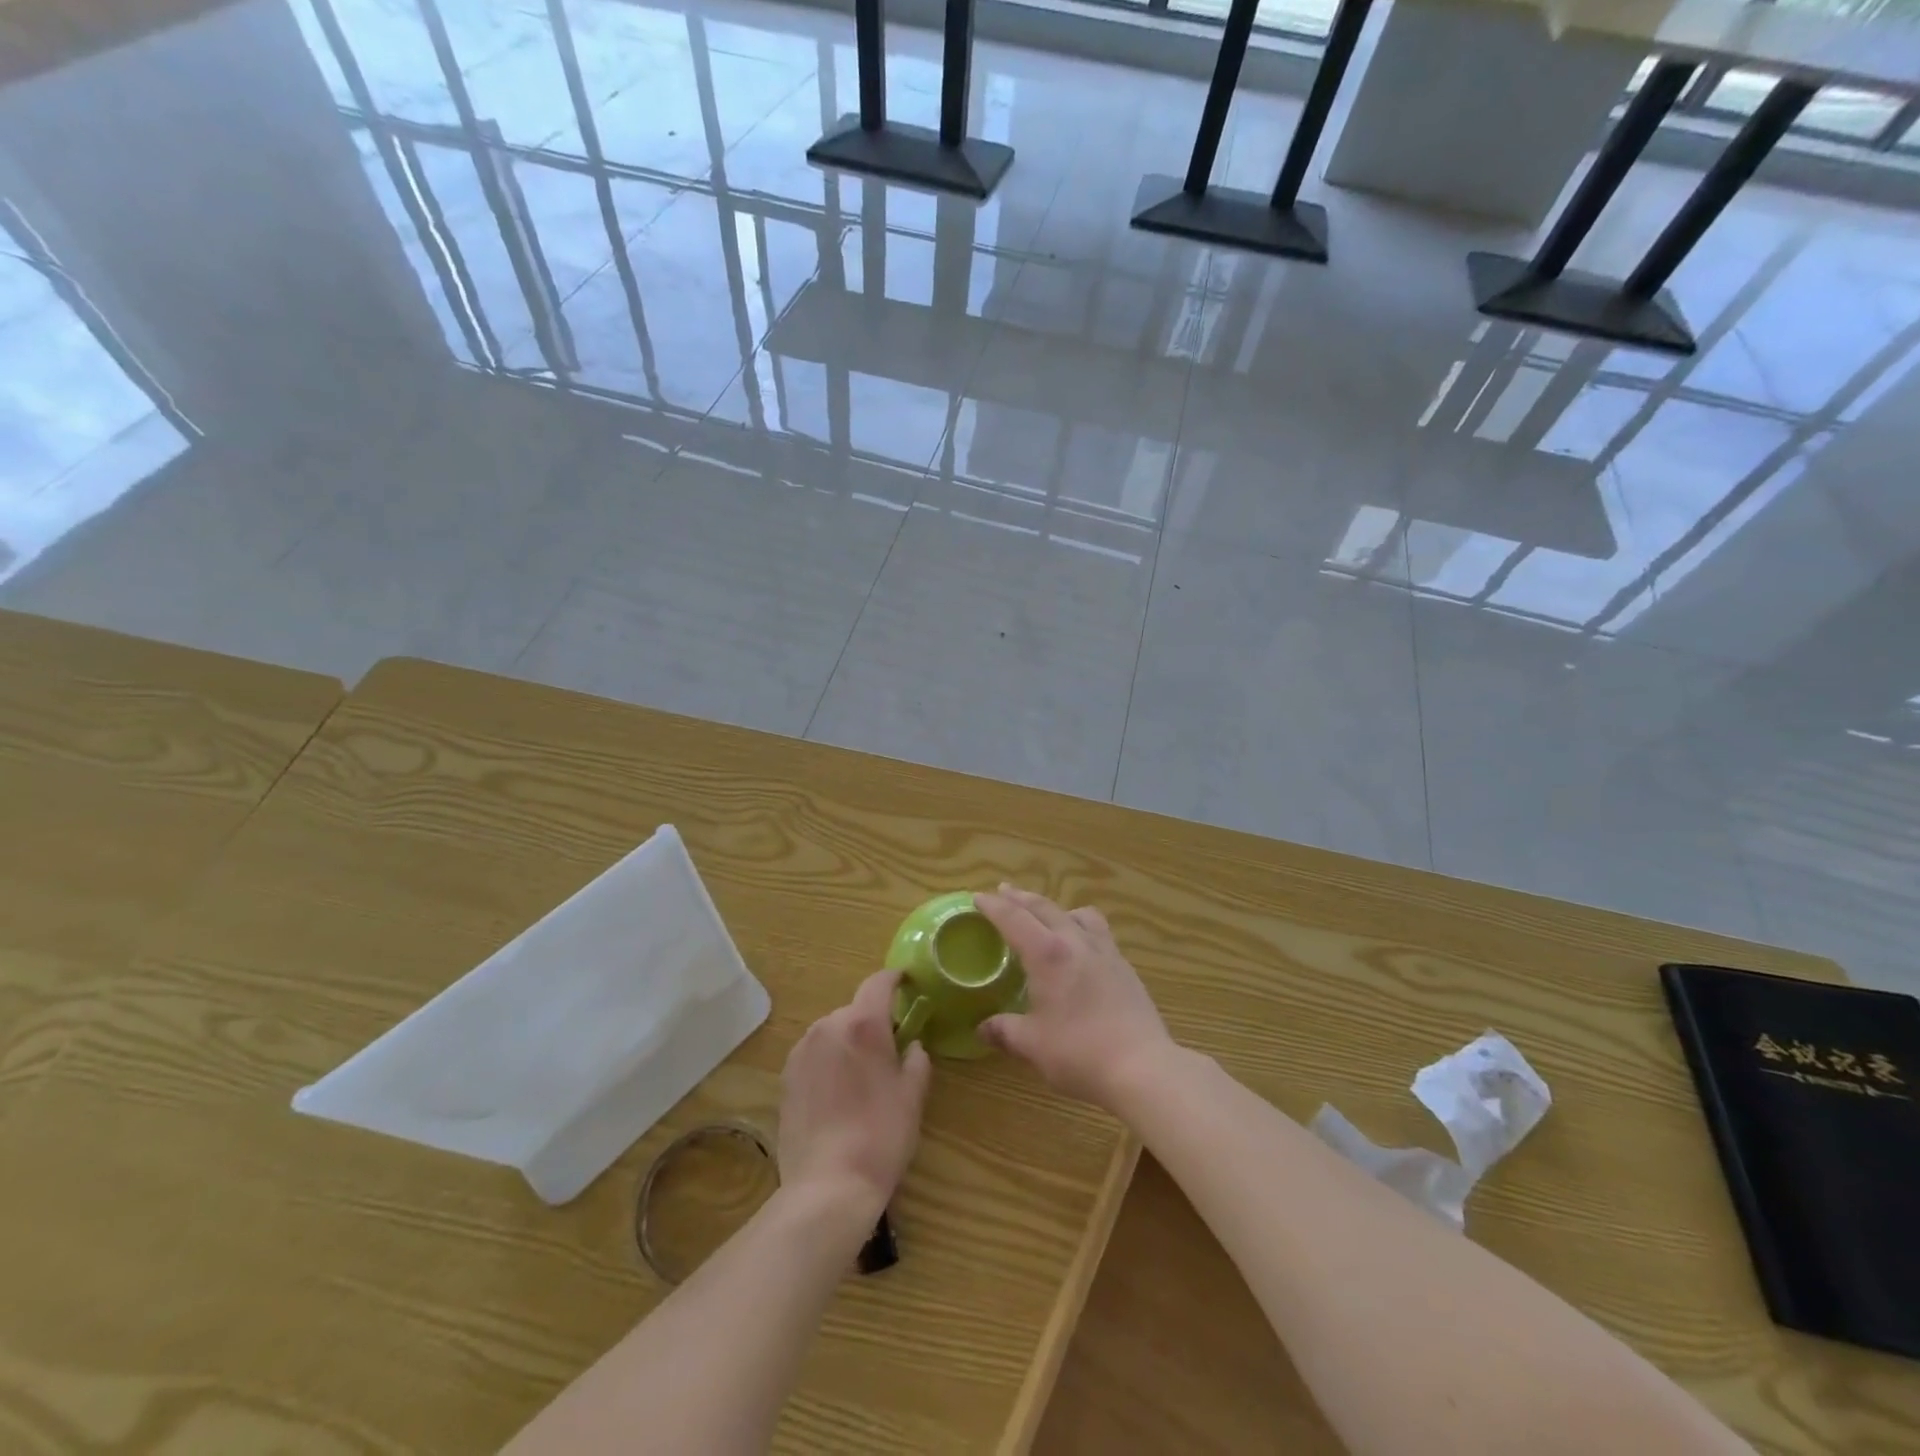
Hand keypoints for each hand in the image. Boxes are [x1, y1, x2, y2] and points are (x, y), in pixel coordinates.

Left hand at [778, 970, 931, 1221]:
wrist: (827, 1185)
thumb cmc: (881, 1135)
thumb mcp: (913, 1096)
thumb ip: (917, 1060)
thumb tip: (912, 1046)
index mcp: (863, 1024)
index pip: (878, 982)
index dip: (894, 978)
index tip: (906, 981)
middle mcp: (828, 1026)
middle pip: (855, 1010)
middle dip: (872, 1021)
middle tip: (889, 1047)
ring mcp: (802, 1050)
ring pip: (832, 1032)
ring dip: (847, 1041)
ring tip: (861, 1075)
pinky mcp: (786, 1076)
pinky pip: (814, 1054)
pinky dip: (828, 1061)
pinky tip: (837, 1093)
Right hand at [973, 885, 1172, 1112]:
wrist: (1143, 1067)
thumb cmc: (1080, 1053)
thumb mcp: (1033, 1045)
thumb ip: (1005, 1031)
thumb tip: (982, 1028)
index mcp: (1048, 955)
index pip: (1014, 919)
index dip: (994, 906)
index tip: (978, 896)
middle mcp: (1076, 942)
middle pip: (1045, 908)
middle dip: (1021, 898)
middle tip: (1004, 891)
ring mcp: (1105, 952)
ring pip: (1079, 914)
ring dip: (1056, 908)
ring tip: (1048, 915)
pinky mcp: (1125, 967)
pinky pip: (1099, 932)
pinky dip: (1081, 927)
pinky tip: (1080, 948)